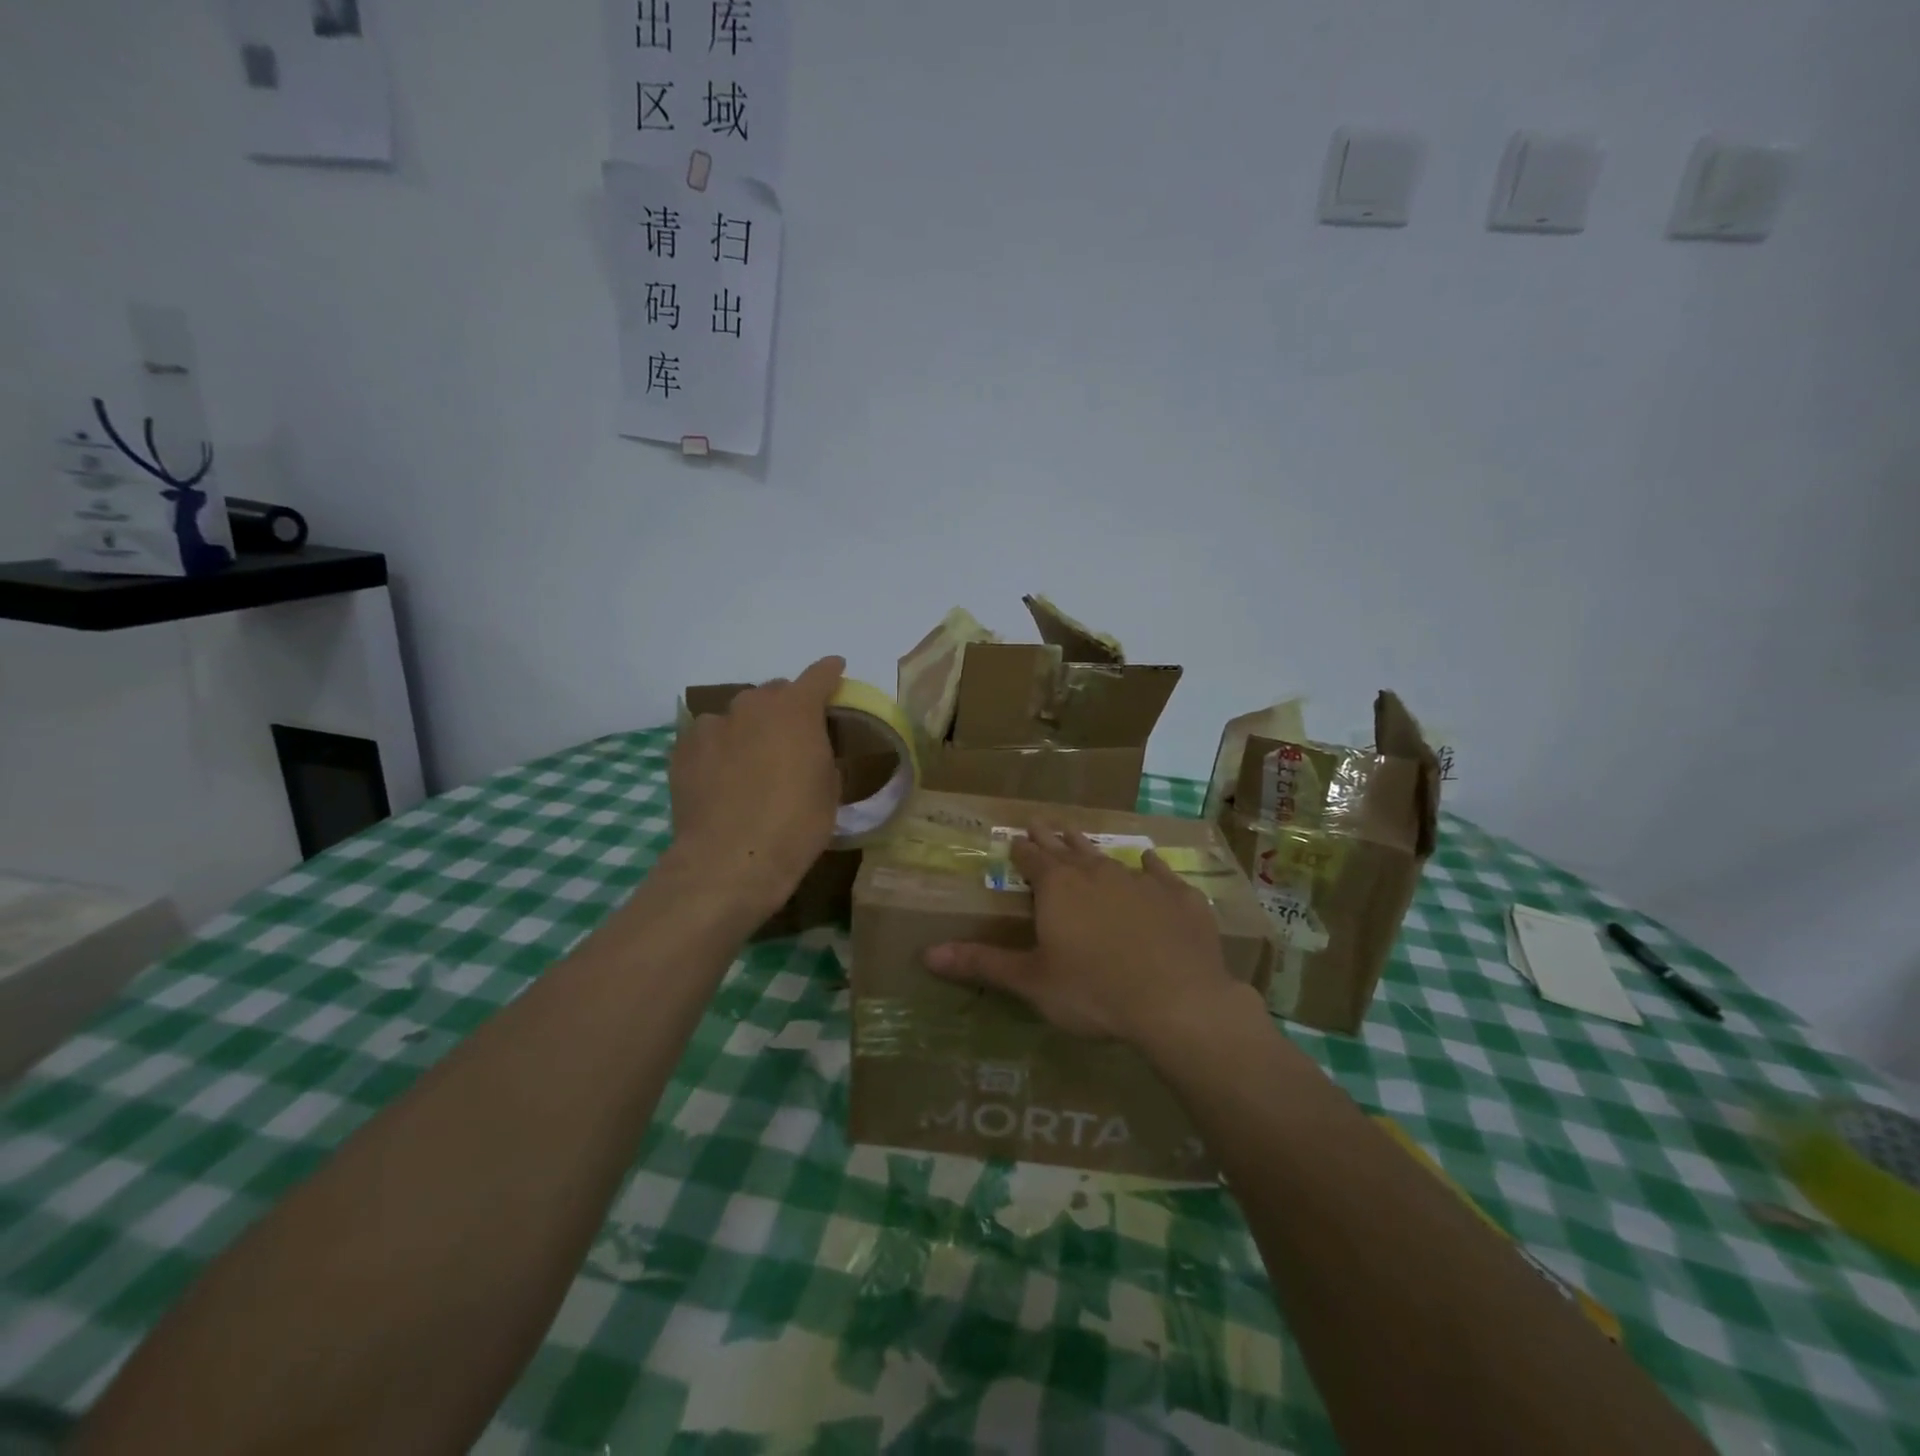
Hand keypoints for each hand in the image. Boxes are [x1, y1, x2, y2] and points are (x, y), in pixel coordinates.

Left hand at [669, 656, 844, 909]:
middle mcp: (752, 706)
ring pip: (737, 715)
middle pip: (774, 693)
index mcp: (795, 710)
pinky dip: (719, 748)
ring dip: (749, 727)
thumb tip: (810, 751)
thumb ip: (822, 756)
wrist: (730, 860)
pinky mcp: (682, 750)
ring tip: (751, 760)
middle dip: (786, 707)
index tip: (836, 670)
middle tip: (793, 736)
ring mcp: (712, 726)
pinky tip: (721, 775)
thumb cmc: (795, 826)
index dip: (830, 672)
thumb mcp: (828, 791)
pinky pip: (708, 737)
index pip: (818, 676)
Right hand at [924, 826, 1255, 1048]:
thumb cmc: (1093, 991)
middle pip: (1067, 849)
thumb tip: (927, 954)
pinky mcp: (1178, 897)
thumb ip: (982, 963)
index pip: (1031, 859)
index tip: (1014, 837)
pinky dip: (1151, 867)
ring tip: (1080, 835)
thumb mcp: (1032, 982)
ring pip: (1109, 856)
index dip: (1020, 849)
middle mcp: (1096, 873)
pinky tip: (1150, 860)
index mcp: (1058, 888)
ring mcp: (1141, 881)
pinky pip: (1160, 874)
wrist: (1177, 1001)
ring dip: (1091, 847)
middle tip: (1041, 821)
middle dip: (1051, 838)